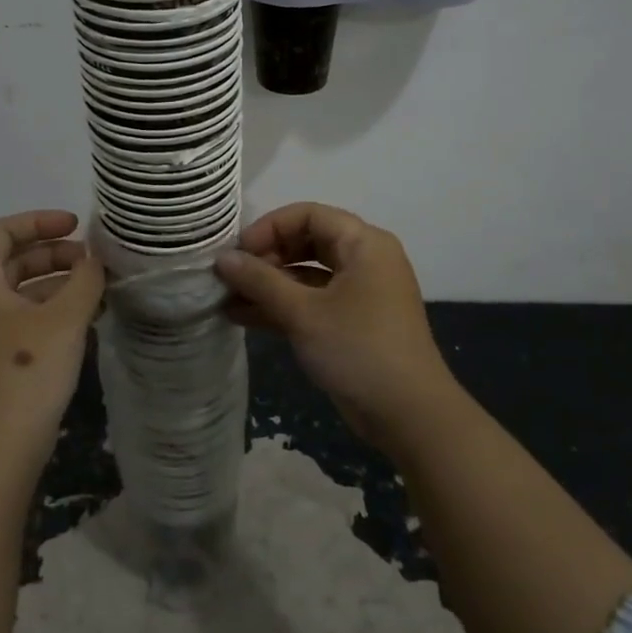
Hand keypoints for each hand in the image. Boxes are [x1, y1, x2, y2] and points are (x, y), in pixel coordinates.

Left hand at [0, 210, 104, 464]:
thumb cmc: (26, 370)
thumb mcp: (64, 318)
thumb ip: (85, 279)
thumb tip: (96, 259)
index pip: (2, 231)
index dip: (40, 221)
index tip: (77, 225)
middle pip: (10, 259)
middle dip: (53, 253)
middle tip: (91, 259)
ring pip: (19, 290)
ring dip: (56, 282)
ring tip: (96, 286)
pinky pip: (21, 316)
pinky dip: (50, 308)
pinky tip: (84, 315)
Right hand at [215, 202, 459, 453]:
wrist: (409, 416)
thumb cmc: (358, 350)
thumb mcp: (303, 313)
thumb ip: (260, 281)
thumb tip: (222, 258)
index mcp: (363, 243)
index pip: (308, 215)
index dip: (269, 228)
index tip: (238, 253)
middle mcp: (364, 260)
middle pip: (306, 242)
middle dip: (266, 258)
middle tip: (231, 277)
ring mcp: (360, 293)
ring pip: (306, 275)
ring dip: (268, 286)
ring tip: (226, 299)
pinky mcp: (353, 322)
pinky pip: (312, 301)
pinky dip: (282, 307)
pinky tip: (243, 317)